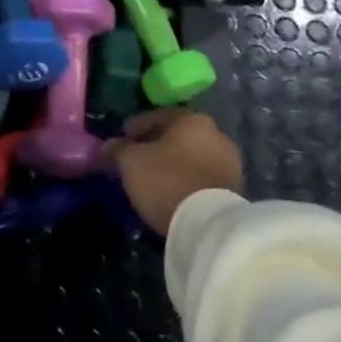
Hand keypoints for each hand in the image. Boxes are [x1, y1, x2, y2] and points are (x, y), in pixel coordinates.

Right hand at [106, 110, 241, 235]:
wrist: (208, 225)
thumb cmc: (166, 181)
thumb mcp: (130, 162)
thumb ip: (116, 149)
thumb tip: (107, 146)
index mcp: (192, 119)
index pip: (157, 116)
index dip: (134, 128)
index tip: (120, 141)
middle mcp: (216, 134)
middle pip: (176, 136)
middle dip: (155, 146)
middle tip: (135, 160)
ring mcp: (229, 161)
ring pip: (190, 157)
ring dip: (172, 164)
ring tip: (152, 180)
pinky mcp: (234, 188)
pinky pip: (201, 176)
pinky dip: (185, 180)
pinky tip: (172, 192)